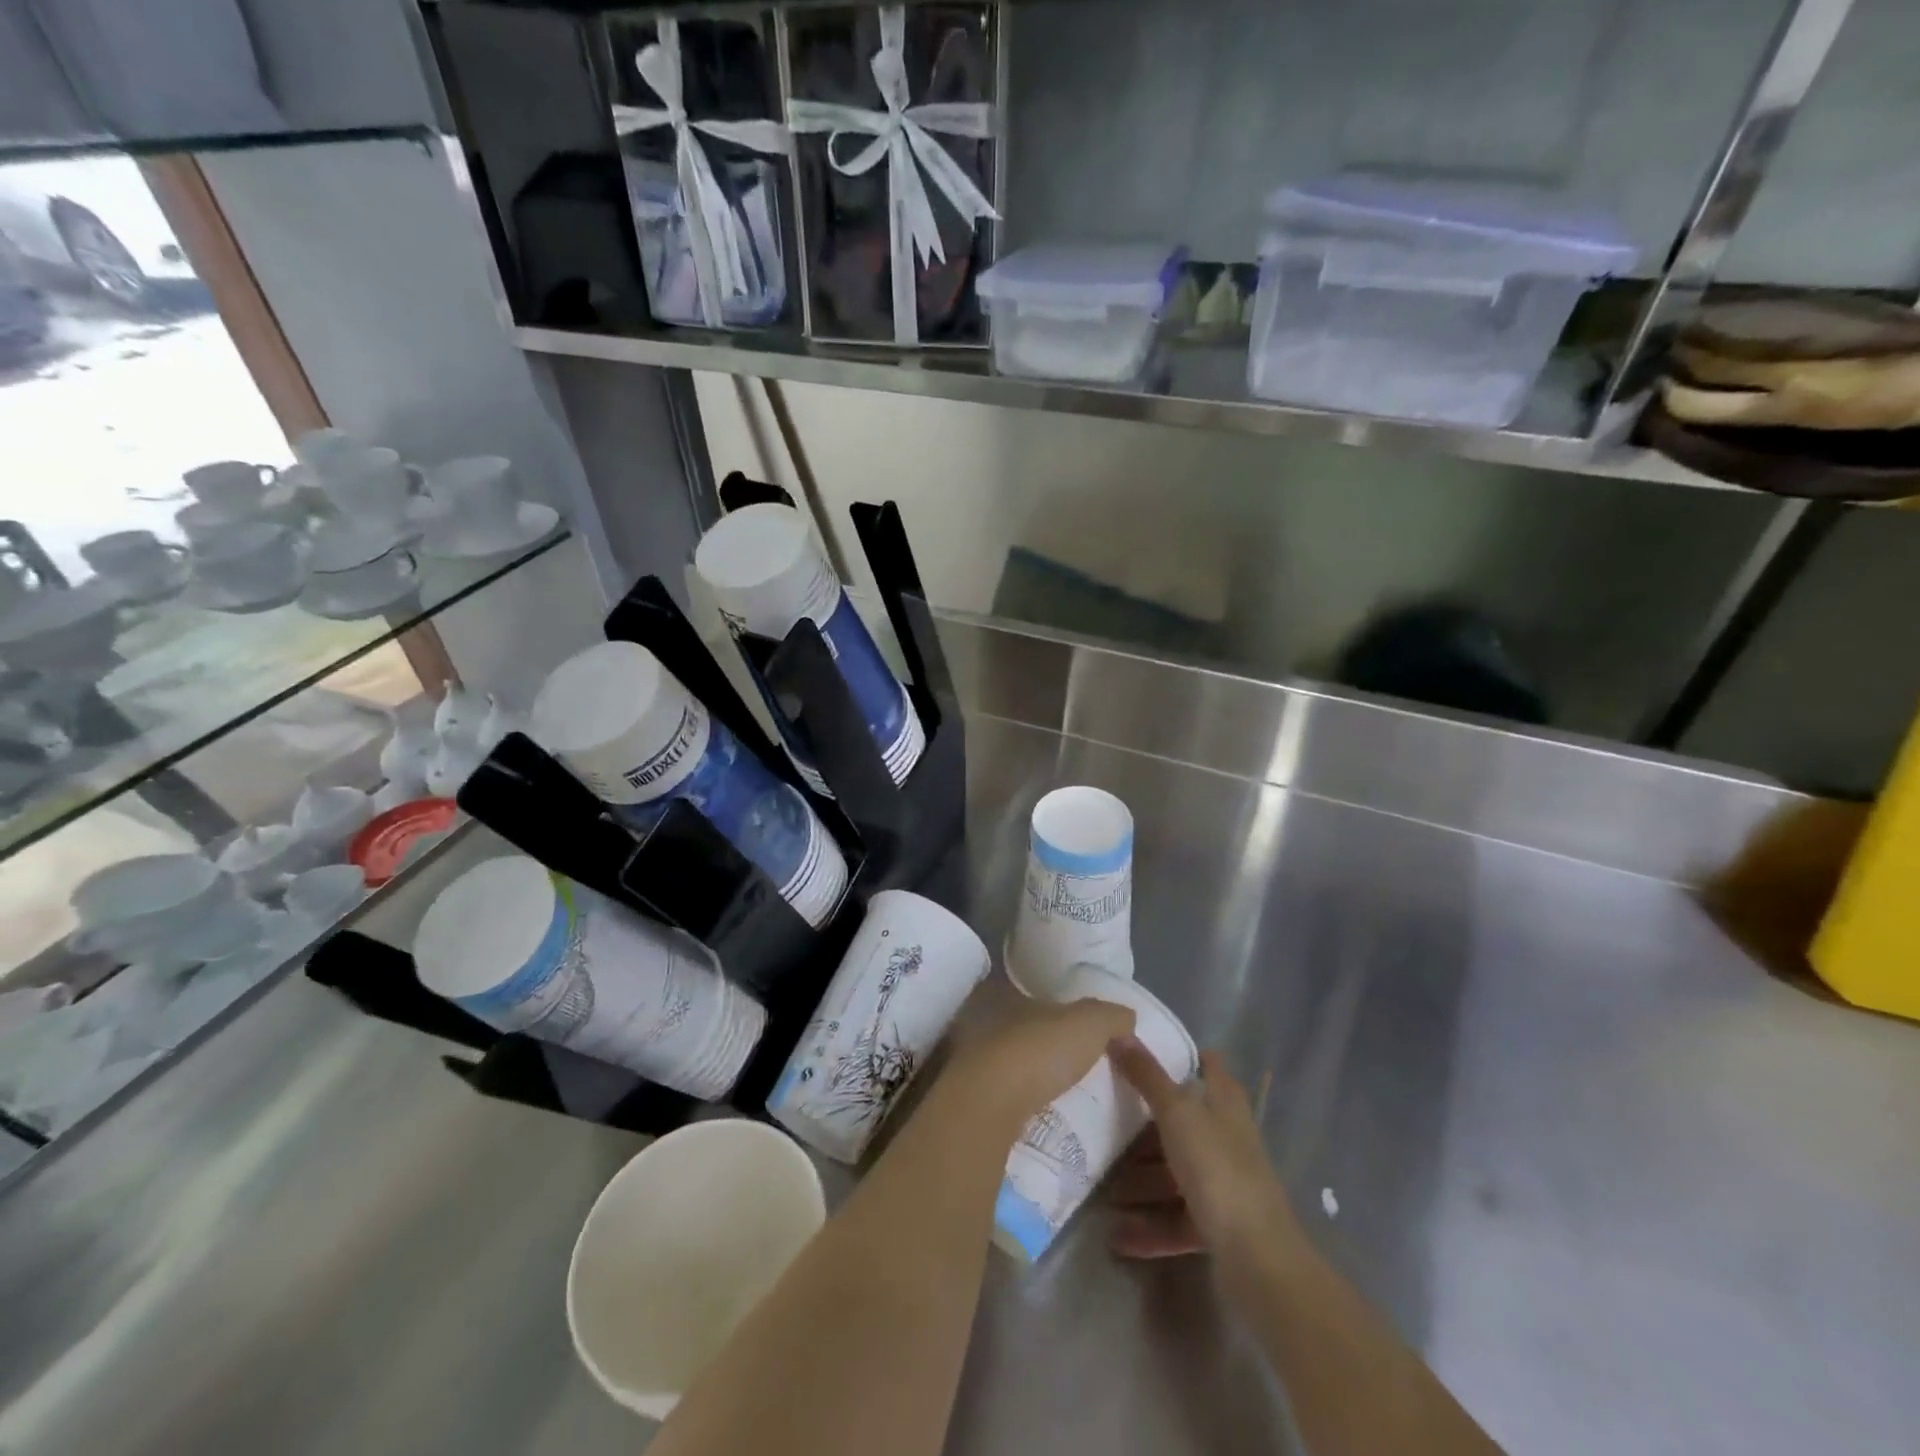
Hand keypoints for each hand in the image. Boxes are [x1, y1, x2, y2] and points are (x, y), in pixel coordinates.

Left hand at [939, 997, 1136, 1132]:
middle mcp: (983, 1023)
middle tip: (1077, 1070)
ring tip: (1065, 1098)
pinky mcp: (971, 1102)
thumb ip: (1111, 1016)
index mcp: (1006, 996)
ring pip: (1008, 1066)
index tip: (1080, 1035)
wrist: (990, 1105)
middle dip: (1044, 1048)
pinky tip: (1042, 1119)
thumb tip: (1127, 1018)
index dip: (1057, 1012)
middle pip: (1021, 1032)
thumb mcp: (1089, 1023)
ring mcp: (971, 1064)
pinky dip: (1021, 1106)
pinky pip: (1002, 1099)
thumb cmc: (1039, 1050)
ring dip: (1031, 1079)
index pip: (1034, 998)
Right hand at [1106, 1042, 1298, 1262]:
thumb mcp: (1176, 1112)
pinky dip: (1149, 1226)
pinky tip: (1117, 1236)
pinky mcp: (1218, 1224)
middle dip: (1144, 1129)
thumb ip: (1147, 1075)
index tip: (1141, 1054)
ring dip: (1140, 1182)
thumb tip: (1119, 1033)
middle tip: (1105, 1123)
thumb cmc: (1217, 1166)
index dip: (1183, 1056)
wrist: (1258, 1258)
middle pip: (1182, 1122)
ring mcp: (1224, 1182)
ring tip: (1104, 1191)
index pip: (1208, 1065)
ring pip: (1175, 1172)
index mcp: (1225, 1102)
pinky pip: (1176, 1218)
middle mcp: (1227, 1137)